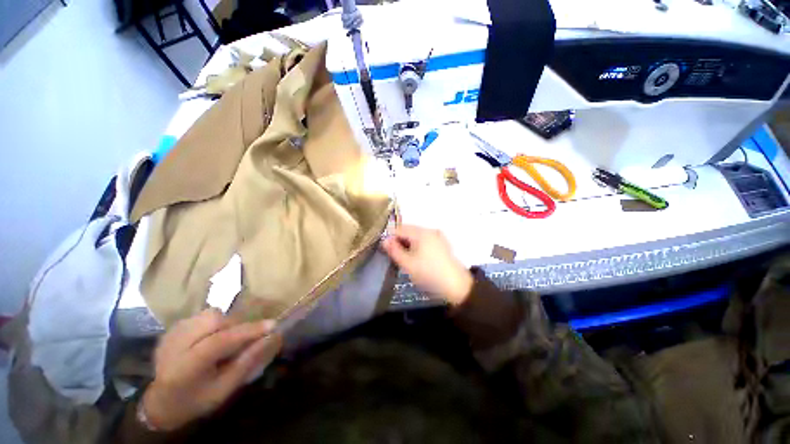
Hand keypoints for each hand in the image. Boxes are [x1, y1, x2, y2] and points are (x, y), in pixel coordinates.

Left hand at [142, 309, 281, 430]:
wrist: (161, 402)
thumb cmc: (196, 400)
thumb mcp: (224, 389)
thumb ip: (247, 362)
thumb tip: (271, 337)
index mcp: (186, 367)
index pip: (220, 341)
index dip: (248, 331)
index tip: (272, 325)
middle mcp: (175, 345)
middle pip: (214, 320)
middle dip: (236, 325)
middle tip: (243, 339)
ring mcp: (171, 334)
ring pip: (209, 314)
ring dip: (225, 322)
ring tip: (225, 340)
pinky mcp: (172, 328)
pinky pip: (202, 316)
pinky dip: (214, 323)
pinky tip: (211, 338)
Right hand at [382, 225, 472, 304]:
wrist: (456, 286)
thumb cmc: (429, 273)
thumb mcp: (407, 263)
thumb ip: (394, 250)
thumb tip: (384, 241)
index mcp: (421, 232)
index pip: (399, 229)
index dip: (389, 238)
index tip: (385, 250)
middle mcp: (430, 230)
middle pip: (409, 231)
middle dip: (399, 241)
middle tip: (395, 256)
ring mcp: (438, 237)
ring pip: (417, 236)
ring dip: (408, 244)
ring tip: (405, 258)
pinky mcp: (442, 244)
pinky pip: (425, 241)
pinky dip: (417, 246)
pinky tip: (417, 258)